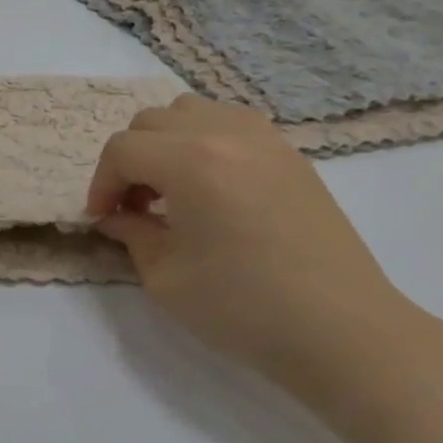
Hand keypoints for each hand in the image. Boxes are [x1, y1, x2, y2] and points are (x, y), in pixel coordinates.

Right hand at [85, 95, 405, 378]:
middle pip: (152, 121)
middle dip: (130, 160)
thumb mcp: (165, 277)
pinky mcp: (291, 156)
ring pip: (193, 111)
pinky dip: (205, 141)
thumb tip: (116, 217)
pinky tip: (211, 188)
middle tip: (134, 206)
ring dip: (166, 143)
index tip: (103, 219)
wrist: (341, 330)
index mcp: (192, 161)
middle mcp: (227, 134)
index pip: (123, 150)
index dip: (101, 184)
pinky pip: (232, 124)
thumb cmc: (243, 307)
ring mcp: (266, 140)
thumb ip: (132, 233)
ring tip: (172, 189)